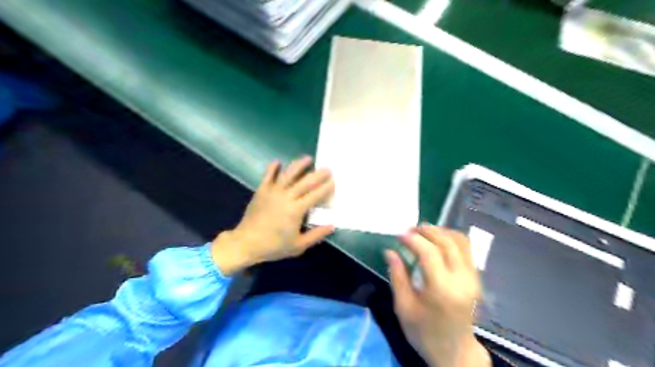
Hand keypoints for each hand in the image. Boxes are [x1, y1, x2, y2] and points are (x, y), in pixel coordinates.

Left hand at [210, 157, 334, 274]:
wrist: (246, 243)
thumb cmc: (274, 246)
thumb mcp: (298, 246)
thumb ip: (316, 235)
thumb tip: (332, 225)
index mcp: (296, 210)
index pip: (315, 195)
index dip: (325, 188)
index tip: (334, 181)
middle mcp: (286, 197)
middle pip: (305, 182)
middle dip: (317, 174)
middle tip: (327, 168)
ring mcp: (272, 192)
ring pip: (288, 174)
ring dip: (299, 165)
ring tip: (308, 158)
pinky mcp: (261, 191)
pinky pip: (268, 176)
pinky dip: (273, 168)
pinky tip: (278, 162)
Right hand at [385, 224, 490, 366]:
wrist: (455, 352)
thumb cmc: (424, 332)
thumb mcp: (404, 307)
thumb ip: (397, 276)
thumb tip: (390, 251)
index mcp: (442, 289)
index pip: (429, 252)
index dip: (413, 239)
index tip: (399, 234)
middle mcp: (462, 279)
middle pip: (446, 242)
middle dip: (427, 230)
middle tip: (409, 229)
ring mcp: (473, 278)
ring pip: (460, 241)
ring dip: (440, 231)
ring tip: (422, 232)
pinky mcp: (476, 278)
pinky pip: (466, 249)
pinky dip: (451, 238)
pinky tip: (437, 240)